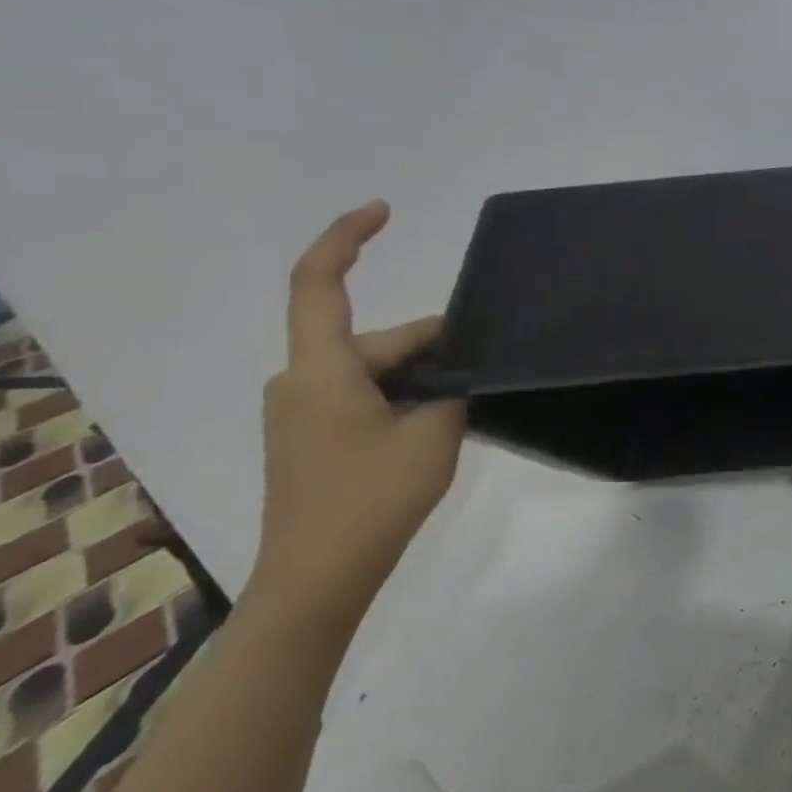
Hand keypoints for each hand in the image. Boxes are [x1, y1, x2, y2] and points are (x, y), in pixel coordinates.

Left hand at [250, 201, 465, 635]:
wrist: (316, 580)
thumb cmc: (371, 499)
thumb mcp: (434, 434)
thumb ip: (454, 388)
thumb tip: (461, 370)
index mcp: (321, 369)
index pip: (319, 283)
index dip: (346, 238)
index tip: (384, 211)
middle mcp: (301, 380)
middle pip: (376, 339)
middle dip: (434, 347)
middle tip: (490, 367)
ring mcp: (303, 411)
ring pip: (375, 371)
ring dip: (423, 377)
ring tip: (469, 402)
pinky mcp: (311, 438)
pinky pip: (364, 395)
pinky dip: (403, 396)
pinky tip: (438, 422)